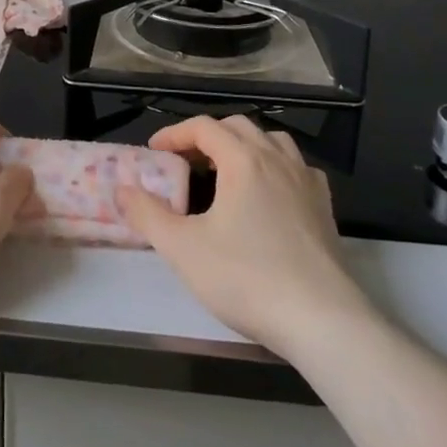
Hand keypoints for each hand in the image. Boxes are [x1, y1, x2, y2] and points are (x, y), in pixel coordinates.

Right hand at [115, 115, 367, 352]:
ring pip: (272, 141)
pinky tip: (269, 193)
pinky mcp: (324, 207)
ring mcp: (305, 181)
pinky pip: (297, 168)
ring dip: (244, 146)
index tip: (155, 151)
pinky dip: (276, 167)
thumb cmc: (247, 278)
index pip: (204, 127)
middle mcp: (276, 159)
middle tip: (186, 161)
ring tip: (226, 171)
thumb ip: (148, 215)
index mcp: (243, 160)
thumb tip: (122, 190)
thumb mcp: (184, 249)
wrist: (322, 320)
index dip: (175, 133)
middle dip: (208, 136)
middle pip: (238, 127)